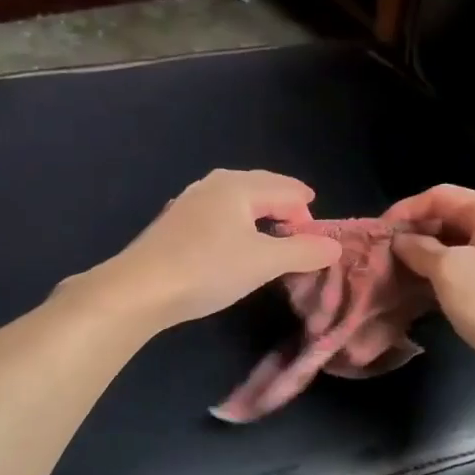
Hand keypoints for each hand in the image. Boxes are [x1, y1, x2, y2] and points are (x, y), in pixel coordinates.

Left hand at [89, 169, 342, 330]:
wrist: (140, 289)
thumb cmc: (208, 269)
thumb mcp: (264, 262)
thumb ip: (303, 252)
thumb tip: (334, 246)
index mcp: (239, 186)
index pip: (286, 189)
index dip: (306, 210)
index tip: (317, 236)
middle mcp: (213, 185)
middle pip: (260, 186)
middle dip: (284, 203)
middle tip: (301, 224)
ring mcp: (190, 202)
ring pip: (236, 198)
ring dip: (259, 212)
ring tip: (272, 231)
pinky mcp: (174, 223)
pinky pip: (218, 213)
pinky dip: (237, 222)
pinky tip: (233, 241)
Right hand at [386, 185, 474, 368]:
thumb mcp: (447, 272)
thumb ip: (418, 249)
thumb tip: (400, 240)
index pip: (440, 195)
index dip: (406, 209)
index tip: (379, 232)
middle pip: (455, 215)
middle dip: (419, 232)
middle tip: (390, 254)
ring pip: (466, 241)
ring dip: (434, 253)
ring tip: (406, 271)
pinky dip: (454, 268)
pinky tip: (434, 286)